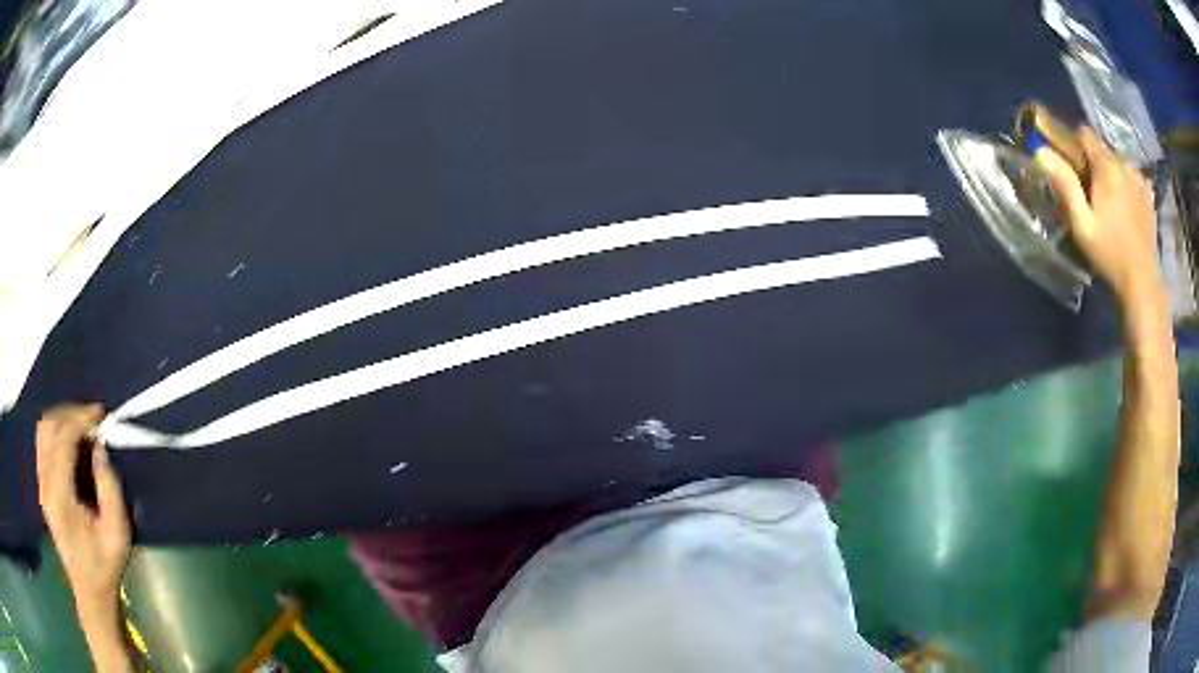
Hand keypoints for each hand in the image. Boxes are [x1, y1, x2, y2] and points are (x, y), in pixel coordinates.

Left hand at [35, 403, 130, 614]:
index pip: (63, 438)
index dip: (81, 419)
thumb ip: (109, 486)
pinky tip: (70, 440)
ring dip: (61, 419)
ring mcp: (41, 484)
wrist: (89, 592)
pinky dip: (56, 432)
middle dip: (70, 413)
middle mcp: (45, 483)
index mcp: (60, 495)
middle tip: (92, 417)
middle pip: (49, 426)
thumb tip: (100, 447)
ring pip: (43, 430)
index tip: (101, 415)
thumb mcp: (117, 533)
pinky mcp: (42, 486)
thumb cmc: (105, 566)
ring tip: (82, 424)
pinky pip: (42, 443)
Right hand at [1035, 127, 1159, 301]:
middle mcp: (1124, 164)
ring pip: (1117, 161)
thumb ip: (1065, 185)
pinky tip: (1125, 208)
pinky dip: (1125, 184)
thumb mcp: (1082, 224)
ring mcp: (1139, 178)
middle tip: (1090, 192)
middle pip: (1102, 147)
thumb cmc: (1110, 254)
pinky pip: (1131, 176)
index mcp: (1107, 167)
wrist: (1143, 283)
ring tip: (1110, 203)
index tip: (1073, 169)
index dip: (1075, 146)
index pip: (1085, 133)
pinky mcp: (1148, 194)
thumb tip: (1041, 151)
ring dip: (1110, 173)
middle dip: (1093, 161)